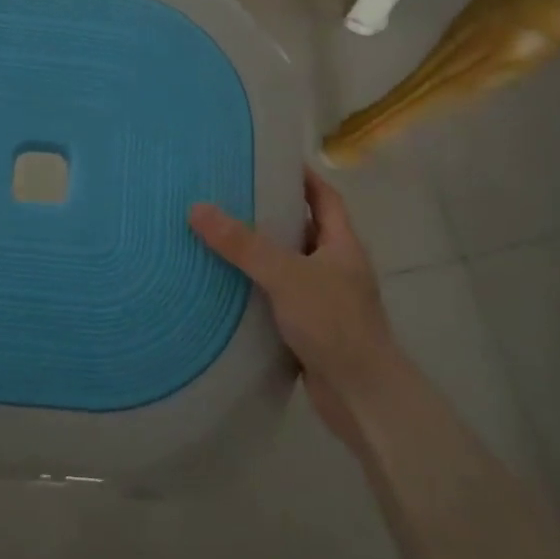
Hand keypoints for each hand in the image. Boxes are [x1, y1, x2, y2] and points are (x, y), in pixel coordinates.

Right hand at [189, 170, 404, 451]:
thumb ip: (243, 244)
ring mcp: (325, 300)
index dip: (301, 177)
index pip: (325, 197)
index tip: (268, 161)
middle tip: (230, 197)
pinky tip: (228, 288)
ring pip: (289, 266)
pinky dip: (257, 290)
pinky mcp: (310, 329)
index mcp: (342, 245)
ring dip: (261, 255)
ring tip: (219, 237)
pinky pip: (279, 298)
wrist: (362, 396)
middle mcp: (336, 267)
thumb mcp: (285, 275)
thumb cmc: (333, 323)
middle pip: (303, 229)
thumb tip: (198, 208)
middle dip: (271, 214)